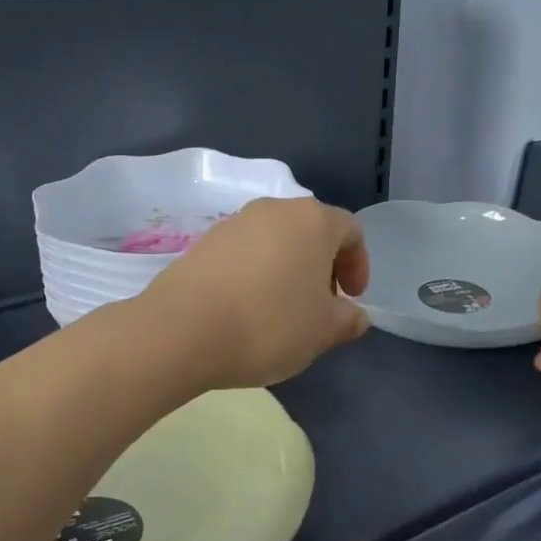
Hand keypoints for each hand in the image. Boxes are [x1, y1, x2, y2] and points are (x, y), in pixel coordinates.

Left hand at [134, 197, 370, 388]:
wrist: (182, 330)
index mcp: (312, 220)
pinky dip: (255, 275)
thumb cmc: (270, 323)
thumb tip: (356, 316)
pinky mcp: (202, 243)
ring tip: (282, 311)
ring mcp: (233, 223)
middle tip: (320, 305)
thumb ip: (347, 320)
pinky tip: (247, 310)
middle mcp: (273, 210)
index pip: (350, 230)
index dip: (358, 264)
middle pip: (310, 231)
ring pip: (275, 241)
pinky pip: (243, 254)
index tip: (352, 298)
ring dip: (287, 270)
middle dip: (322, 267)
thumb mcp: (323, 331)